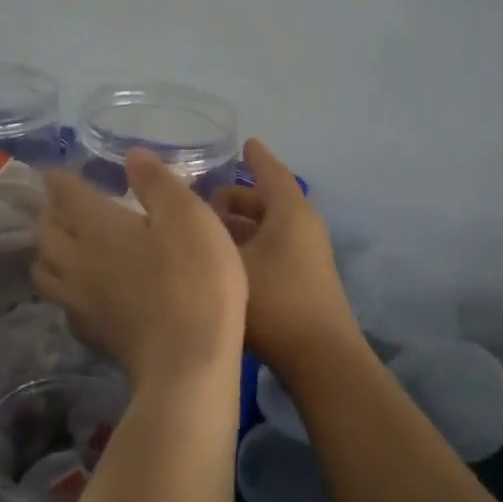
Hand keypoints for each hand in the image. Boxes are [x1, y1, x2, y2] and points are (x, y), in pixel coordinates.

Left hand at [36, 150, 247, 389]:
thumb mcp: (189, 217)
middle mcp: (75, 259)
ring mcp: (77, 300)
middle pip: (45, 231)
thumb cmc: (195, 279)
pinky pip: (61, 301)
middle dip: (52, 214)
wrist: (188, 362)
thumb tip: (131, 156)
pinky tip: (84, 289)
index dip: (61, 180)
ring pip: (44, 268)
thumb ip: (157, 183)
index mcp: (97, 226)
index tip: (61, 174)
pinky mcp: (89, 332)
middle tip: (68, 207)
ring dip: (49, 251)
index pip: (64, 194)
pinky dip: (64, 287)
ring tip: (68, 245)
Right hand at [211, 139, 360, 373]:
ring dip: (240, 226)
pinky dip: (249, 246)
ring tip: (204, 231)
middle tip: (201, 201)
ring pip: (269, 228)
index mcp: (291, 212)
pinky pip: (273, 248)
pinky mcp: (304, 280)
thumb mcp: (229, 263)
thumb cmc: (274, 301)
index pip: (271, 172)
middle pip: (267, 201)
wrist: (319, 358)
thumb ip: (203, 235)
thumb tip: (182, 213)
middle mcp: (304, 227)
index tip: (243, 143)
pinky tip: (223, 262)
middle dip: (235, 198)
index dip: (256, 157)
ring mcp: (308, 255)